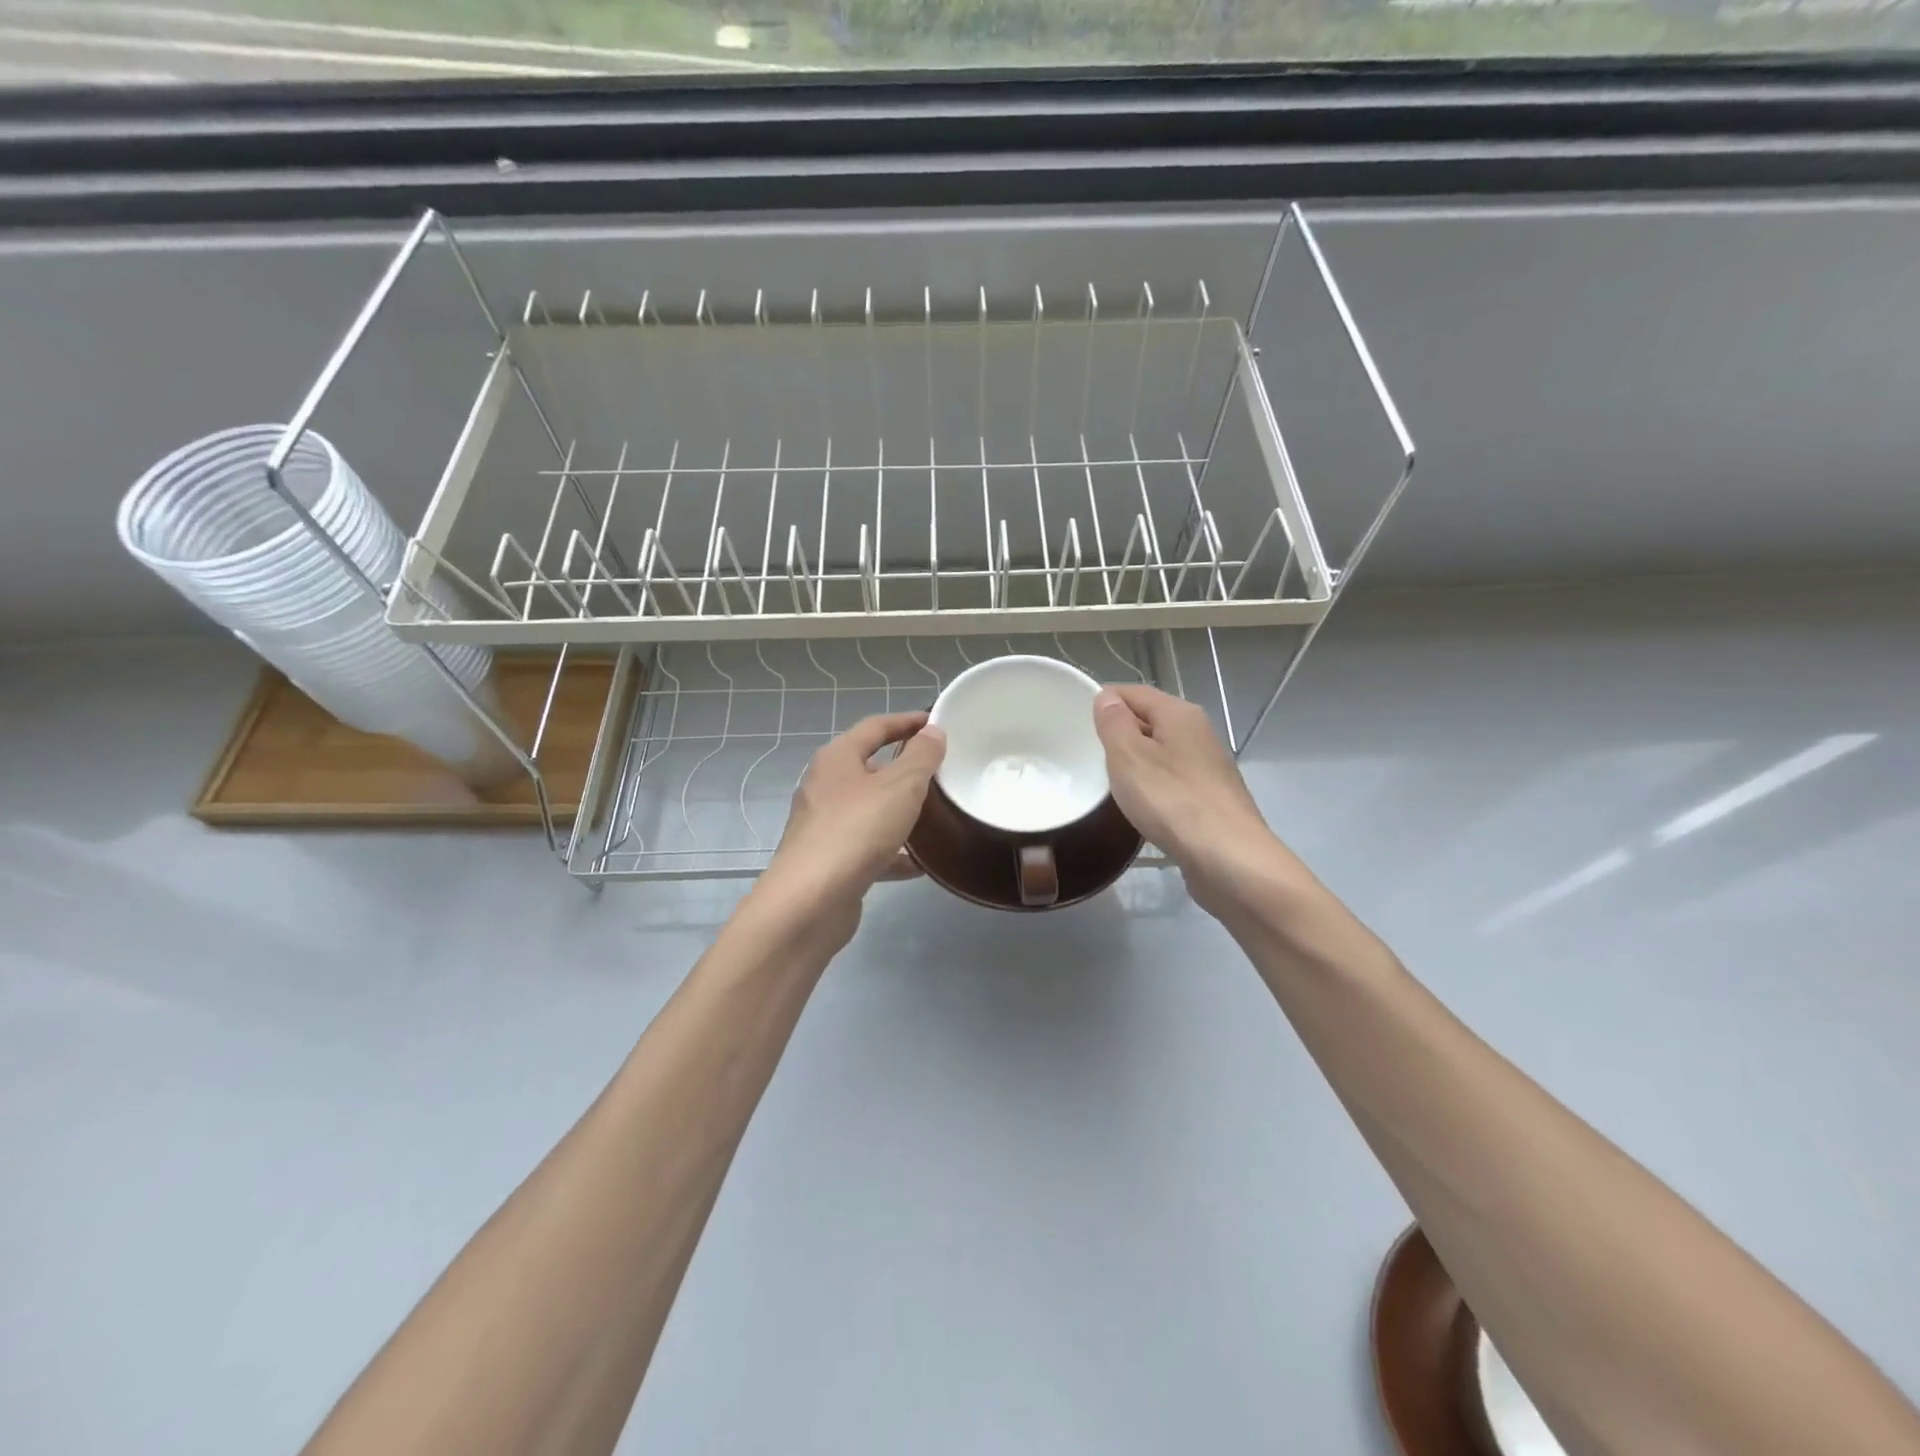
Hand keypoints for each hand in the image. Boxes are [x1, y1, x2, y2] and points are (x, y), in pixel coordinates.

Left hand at [759, 711, 946, 930]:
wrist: (810, 901)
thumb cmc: (857, 830)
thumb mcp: (900, 786)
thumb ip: (921, 757)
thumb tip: (932, 732)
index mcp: (837, 758)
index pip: (875, 727)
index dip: (906, 721)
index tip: (936, 723)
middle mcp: (825, 786)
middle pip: (869, 768)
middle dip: (904, 769)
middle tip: (941, 772)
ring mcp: (824, 825)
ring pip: (870, 809)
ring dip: (899, 811)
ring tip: (936, 816)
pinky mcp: (830, 861)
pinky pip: (868, 847)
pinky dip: (893, 852)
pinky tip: (920, 864)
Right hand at [1093, 684, 1309, 916]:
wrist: (1229, 859)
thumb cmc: (1172, 800)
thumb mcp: (1129, 756)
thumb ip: (1114, 723)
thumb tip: (1107, 698)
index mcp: (1180, 714)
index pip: (1134, 692)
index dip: (1104, 701)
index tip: (1076, 722)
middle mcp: (1199, 733)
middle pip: (1150, 720)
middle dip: (1119, 733)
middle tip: (1087, 754)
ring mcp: (1209, 767)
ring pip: (1162, 753)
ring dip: (1136, 763)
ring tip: (1109, 781)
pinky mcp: (1212, 799)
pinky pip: (1173, 781)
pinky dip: (1153, 787)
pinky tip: (1141, 807)